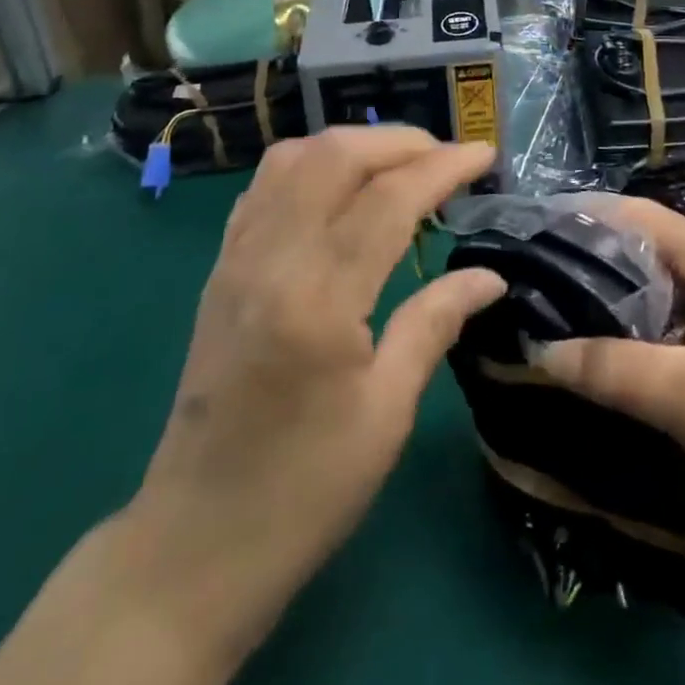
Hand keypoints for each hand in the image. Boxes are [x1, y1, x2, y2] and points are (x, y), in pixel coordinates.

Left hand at [133, 128, 503, 681]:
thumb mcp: (386, 413)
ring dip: (353, 144)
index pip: (389, 198)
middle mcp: (271, 260)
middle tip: (446, 158)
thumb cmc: (304, 489)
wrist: (194, 544)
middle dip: (400, 141)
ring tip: (399, 164)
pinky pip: (265, 186)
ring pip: (294, 157)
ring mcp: (236, 258)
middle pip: (336, 155)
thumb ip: (435, 323)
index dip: (444, 167)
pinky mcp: (220, 268)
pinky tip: (339, 187)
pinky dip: (311, 165)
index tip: (485, 156)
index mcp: (318, 299)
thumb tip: (490, 276)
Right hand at [536, 197, 684, 550]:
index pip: (637, 215)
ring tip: (561, 315)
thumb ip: (612, 369)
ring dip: (617, 298)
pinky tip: (615, 353)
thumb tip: (538, 350)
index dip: (586, 217)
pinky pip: (679, 318)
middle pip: (647, 249)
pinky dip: (643, 326)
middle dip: (594, 261)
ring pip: (662, 287)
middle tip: (538, 282)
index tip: (535, 234)